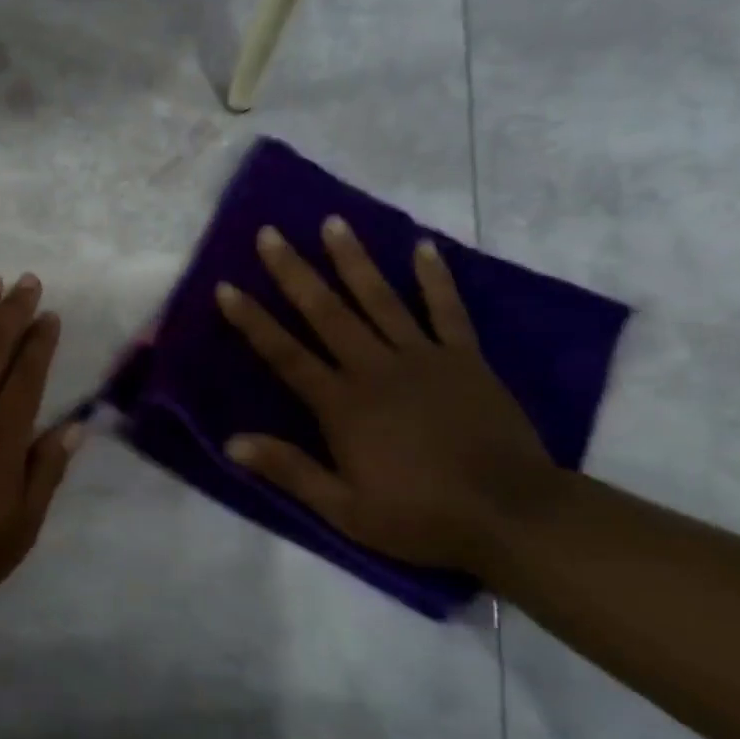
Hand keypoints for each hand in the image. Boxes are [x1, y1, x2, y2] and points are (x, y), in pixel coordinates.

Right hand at [215, 218, 558, 574]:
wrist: (513, 514)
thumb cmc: (420, 516)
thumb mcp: (344, 509)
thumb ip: (289, 470)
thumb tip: (231, 443)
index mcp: (342, 404)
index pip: (285, 354)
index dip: (253, 320)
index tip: (226, 287)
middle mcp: (376, 369)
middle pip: (327, 312)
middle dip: (294, 271)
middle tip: (270, 233)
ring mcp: (424, 358)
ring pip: (380, 299)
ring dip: (353, 260)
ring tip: (333, 222)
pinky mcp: (465, 359)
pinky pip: (447, 310)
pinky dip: (435, 278)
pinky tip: (423, 246)